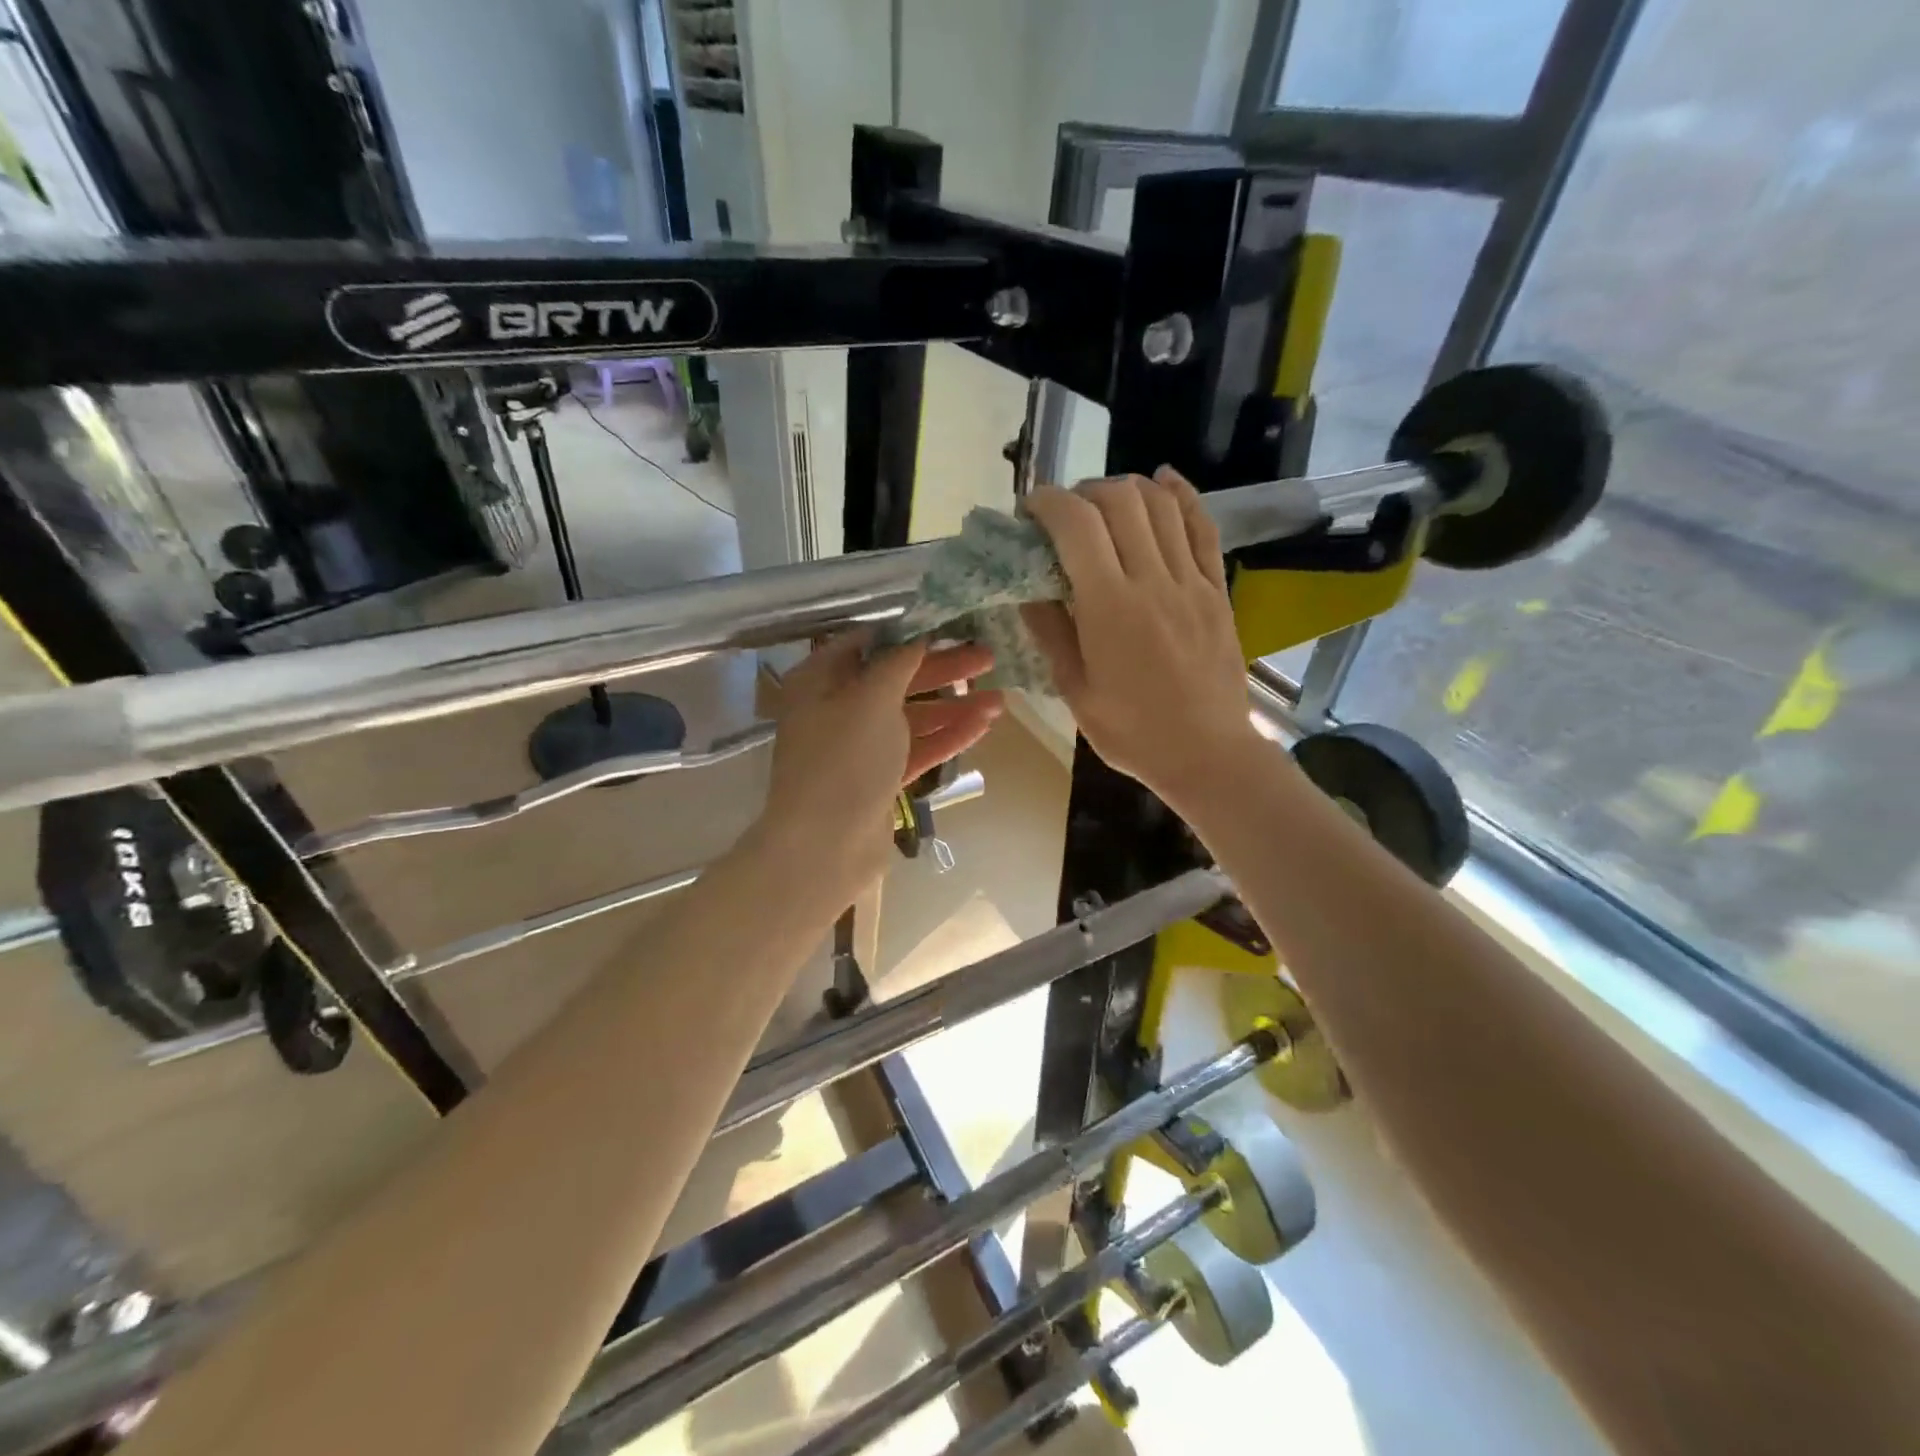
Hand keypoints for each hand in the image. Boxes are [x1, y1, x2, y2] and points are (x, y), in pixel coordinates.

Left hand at [757, 633, 1002, 903]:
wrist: (825, 847)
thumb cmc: (843, 760)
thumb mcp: (871, 698)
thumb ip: (898, 662)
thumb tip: (917, 637)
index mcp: (819, 680)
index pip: (867, 643)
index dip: (909, 632)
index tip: (950, 625)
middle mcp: (836, 709)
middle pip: (896, 679)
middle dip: (942, 669)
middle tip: (988, 658)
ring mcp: (858, 747)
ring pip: (911, 717)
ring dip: (953, 706)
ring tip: (1000, 700)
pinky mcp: (878, 779)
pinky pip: (916, 749)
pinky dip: (947, 736)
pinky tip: (982, 725)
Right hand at [1021, 469, 1263, 809]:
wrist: (1207, 754)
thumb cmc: (1132, 732)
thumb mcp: (1075, 690)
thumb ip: (1051, 632)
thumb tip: (1028, 589)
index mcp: (1110, 607)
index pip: (1076, 525)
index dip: (1048, 503)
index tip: (1030, 512)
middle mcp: (1152, 580)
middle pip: (1119, 501)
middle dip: (1082, 493)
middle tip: (1064, 516)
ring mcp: (1191, 581)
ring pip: (1160, 505)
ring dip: (1125, 490)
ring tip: (1103, 504)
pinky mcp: (1217, 588)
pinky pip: (1202, 526)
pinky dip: (1181, 495)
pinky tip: (1163, 481)